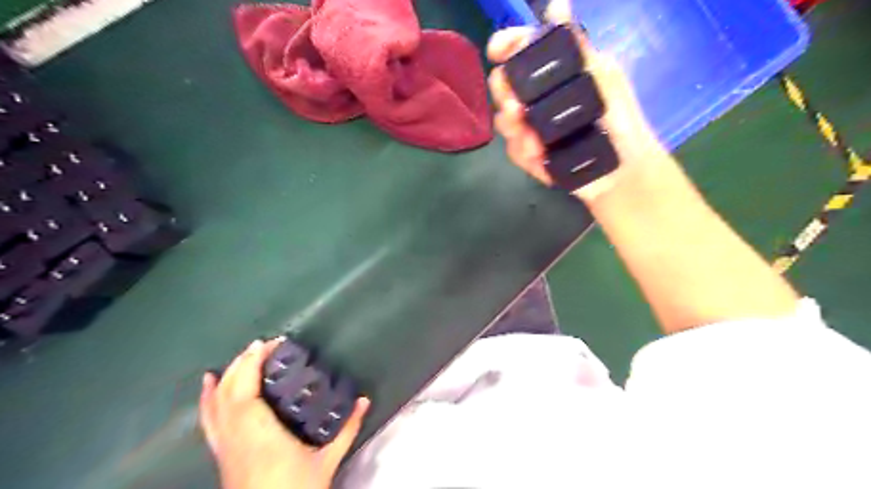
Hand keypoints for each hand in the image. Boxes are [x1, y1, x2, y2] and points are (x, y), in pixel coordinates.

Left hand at [201, 338, 370, 487]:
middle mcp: (236, 437)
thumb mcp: (326, 462)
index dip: (252, 364)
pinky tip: (209, 382)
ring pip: (215, 404)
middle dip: (243, 363)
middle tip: (265, 345)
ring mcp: (224, 446)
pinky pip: (208, 419)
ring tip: (242, 355)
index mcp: (260, 435)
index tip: (271, 344)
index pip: (245, 392)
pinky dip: (207, 396)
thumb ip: (347, 429)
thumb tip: (364, 400)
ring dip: (227, 375)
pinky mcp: (221, 454)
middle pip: (228, 392)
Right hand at [489, 0, 668, 200]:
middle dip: (503, 94)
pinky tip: (540, 156)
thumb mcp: (602, 75)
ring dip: (514, 129)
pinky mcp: (531, 155)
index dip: (505, 46)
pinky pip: (514, 151)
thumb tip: (558, 3)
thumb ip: (576, 46)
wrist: (622, 168)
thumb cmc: (619, 118)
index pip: (520, 52)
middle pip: (502, 86)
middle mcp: (537, 97)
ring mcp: (531, 127)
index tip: (496, 51)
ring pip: (503, 121)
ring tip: (534, 142)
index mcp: (553, 74)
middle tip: (516, 108)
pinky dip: (524, 152)